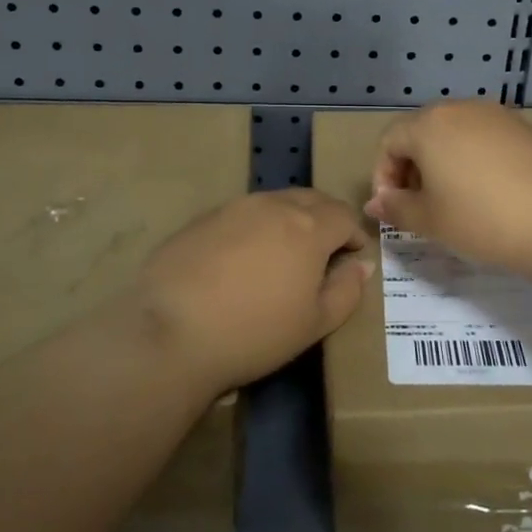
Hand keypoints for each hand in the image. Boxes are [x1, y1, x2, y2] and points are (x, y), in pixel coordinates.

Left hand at [132, 189, 373, 392]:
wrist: (171, 332)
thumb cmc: (255, 332)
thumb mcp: (314, 324)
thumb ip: (346, 290)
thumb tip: (360, 265)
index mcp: (308, 226)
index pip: (344, 215)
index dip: (354, 234)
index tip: (353, 255)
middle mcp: (273, 205)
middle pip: (311, 199)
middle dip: (326, 218)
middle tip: (325, 249)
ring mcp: (234, 208)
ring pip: (275, 202)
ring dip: (290, 219)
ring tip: (284, 253)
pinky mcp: (202, 219)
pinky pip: (242, 215)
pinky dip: (255, 228)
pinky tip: (242, 259)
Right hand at [365, 101, 531, 278]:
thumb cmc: (481, 219)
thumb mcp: (429, 220)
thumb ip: (395, 208)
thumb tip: (375, 204)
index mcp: (428, 125)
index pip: (389, 142)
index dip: (383, 176)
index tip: (393, 210)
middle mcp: (459, 108)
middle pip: (421, 132)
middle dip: (411, 168)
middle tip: (419, 206)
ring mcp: (495, 114)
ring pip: (453, 134)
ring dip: (442, 163)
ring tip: (452, 200)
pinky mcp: (523, 128)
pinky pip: (483, 138)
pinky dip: (473, 159)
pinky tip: (486, 191)